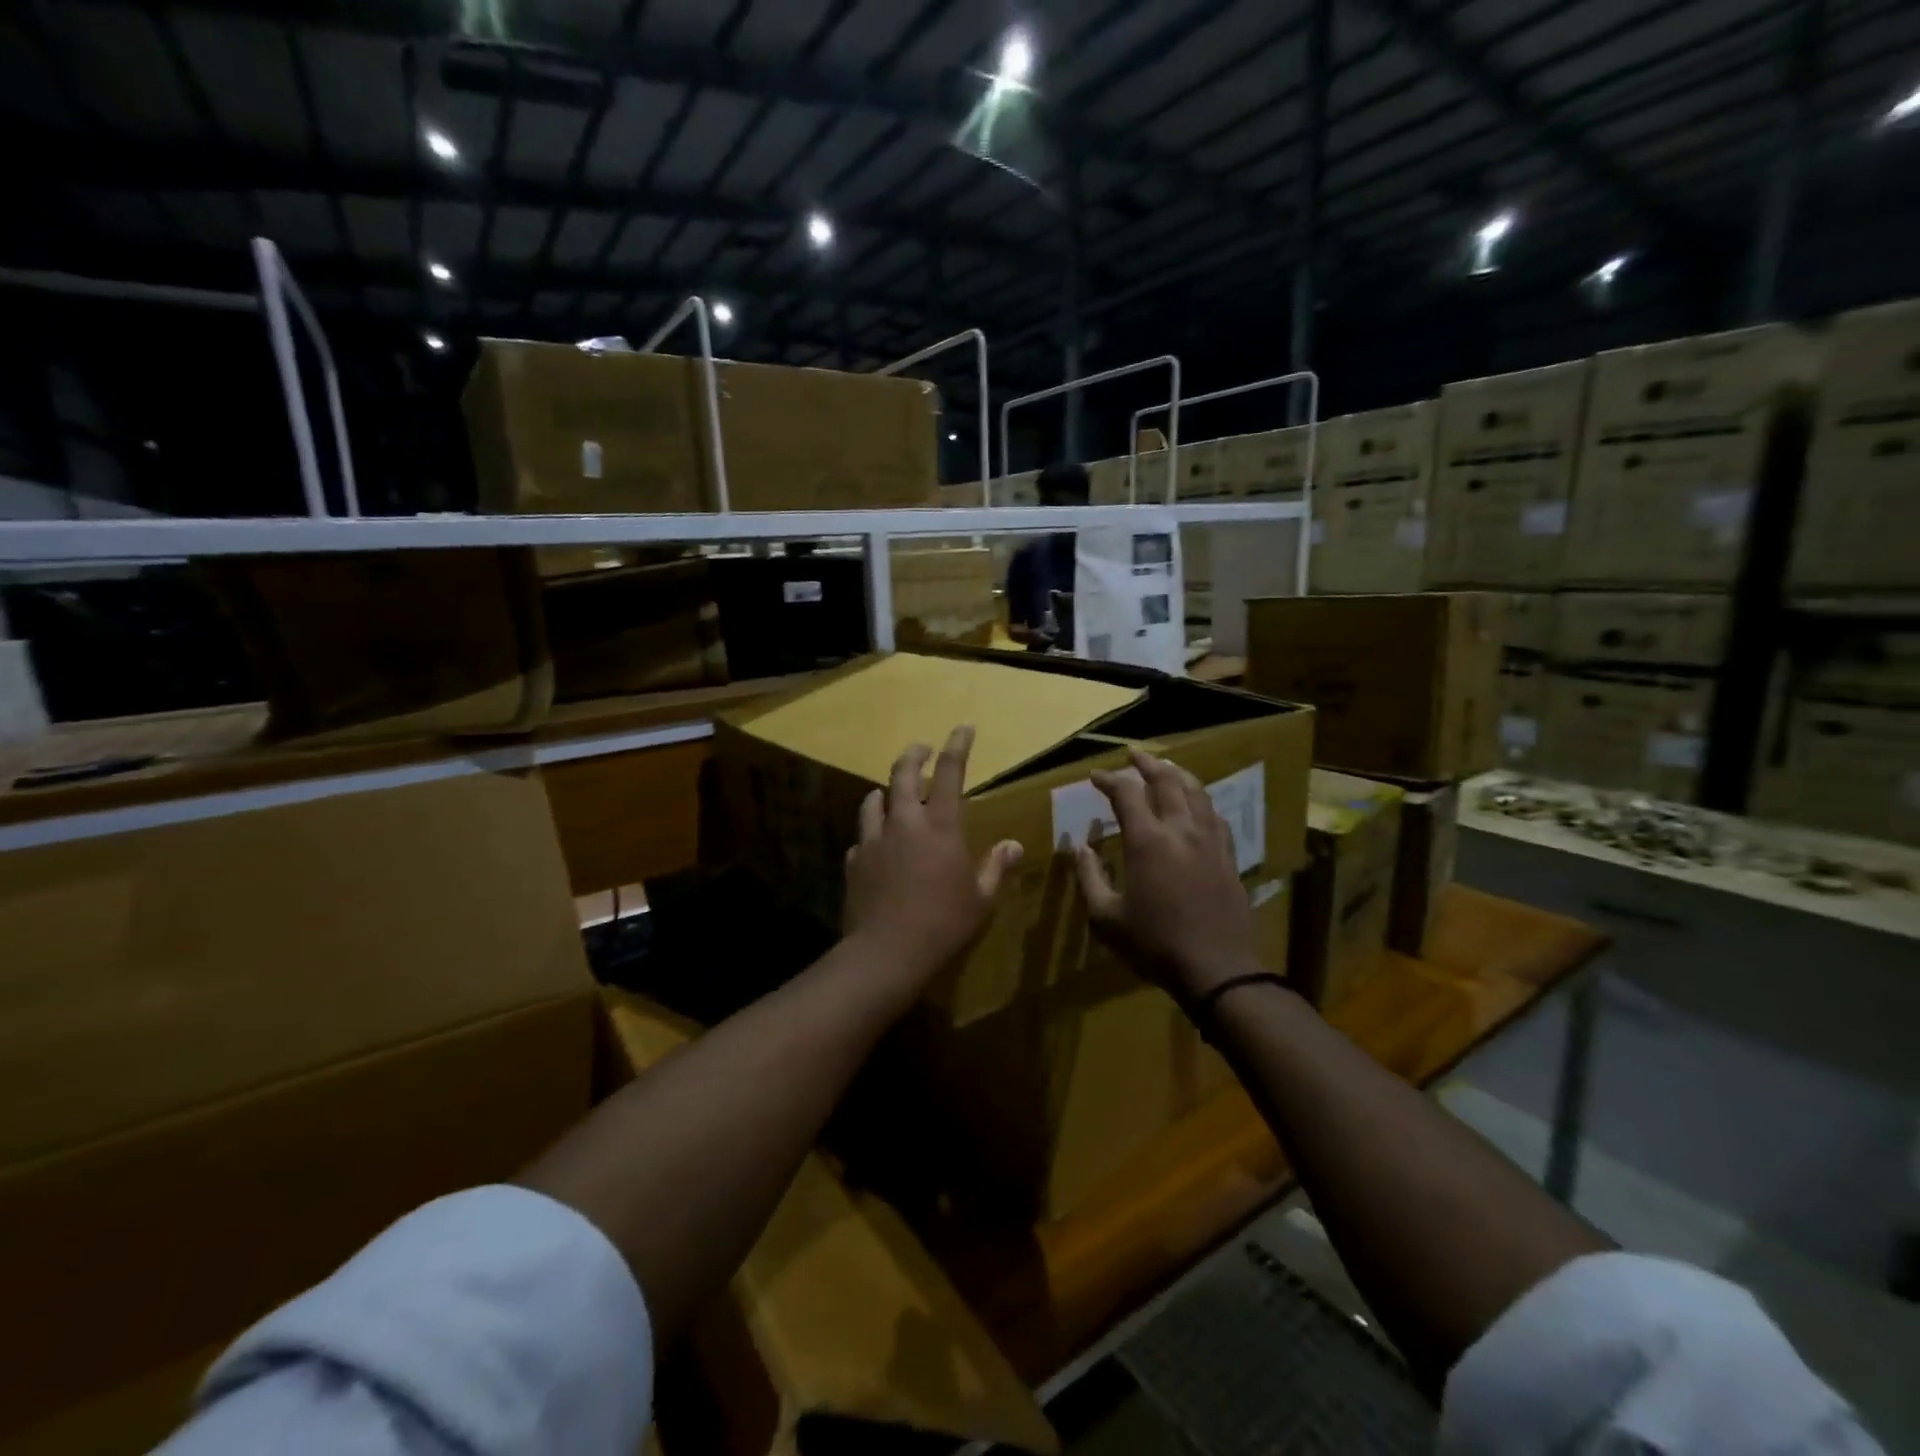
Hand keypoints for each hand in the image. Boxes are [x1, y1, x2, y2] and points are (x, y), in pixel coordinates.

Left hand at [843, 725, 1023, 987]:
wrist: (885, 953)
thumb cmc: (944, 925)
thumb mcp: (981, 900)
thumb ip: (996, 868)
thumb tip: (1013, 845)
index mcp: (940, 826)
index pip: (950, 773)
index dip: (958, 746)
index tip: (963, 727)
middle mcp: (904, 823)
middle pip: (902, 774)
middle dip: (913, 754)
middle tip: (921, 748)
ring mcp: (874, 840)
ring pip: (874, 800)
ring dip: (886, 792)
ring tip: (891, 793)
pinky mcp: (854, 861)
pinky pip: (863, 837)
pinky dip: (873, 833)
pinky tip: (877, 846)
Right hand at [1074, 748, 1259, 1001]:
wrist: (1217, 969)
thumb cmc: (1154, 944)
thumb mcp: (1107, 918)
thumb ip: (1090, 877)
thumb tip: (1080, 847)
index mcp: (1148, 841)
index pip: (1126, 793)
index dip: (1108, 779)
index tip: (1094, 777)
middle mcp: (1181, 830)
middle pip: (1166, 781)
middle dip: (1146, 763)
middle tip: (1132, 755)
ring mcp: (1210, 841)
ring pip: (1196, 791)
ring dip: (1177, 774)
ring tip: (1165, 768)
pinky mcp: (1228, 855)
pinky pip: (1214, 814)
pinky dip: (1200, 799)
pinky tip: (1196, 804)